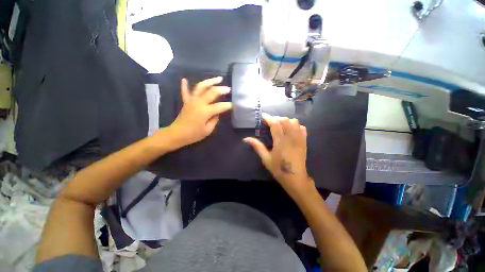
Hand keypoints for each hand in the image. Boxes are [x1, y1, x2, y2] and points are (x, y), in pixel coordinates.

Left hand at [166, 77, 231, 147]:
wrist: (176, 134)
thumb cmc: (193, 134)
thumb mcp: (207, 130)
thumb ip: (214, 120)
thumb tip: (217, 113)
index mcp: (205, 111)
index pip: (219, 106)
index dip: (227, 105)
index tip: (233, 105)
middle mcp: (198, 103)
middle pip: (211, 92)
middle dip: (221, 90)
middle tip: (228, 89)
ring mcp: (191, 100)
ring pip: (200, 87)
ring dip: (210, 81)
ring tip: (218, 78)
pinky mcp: (186, 102)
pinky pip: (185, 91)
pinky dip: (184, 85)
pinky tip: (184, 79)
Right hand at [243, 113, 314, 196]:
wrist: (295, 178)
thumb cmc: (279, 169)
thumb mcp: (266, 158)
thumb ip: (257, 146)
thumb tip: (246, 139)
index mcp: (281, 142)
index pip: (275, 124)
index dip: (268, 118)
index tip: (263, 115)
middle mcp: (291, 138)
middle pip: (285, 120)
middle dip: (276, 118)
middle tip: (270, 122)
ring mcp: (299, 139)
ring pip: (294, 122)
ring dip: (286, 120)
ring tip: (280, 125)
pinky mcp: (304, 141)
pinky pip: (302, 127)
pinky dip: (295, 125)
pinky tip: (290, 130)